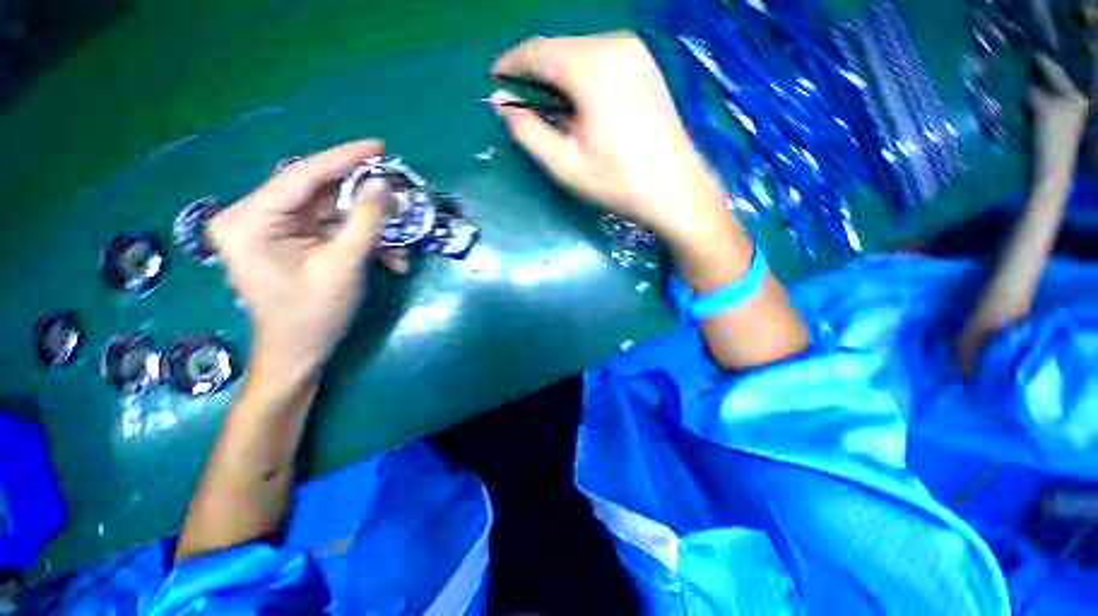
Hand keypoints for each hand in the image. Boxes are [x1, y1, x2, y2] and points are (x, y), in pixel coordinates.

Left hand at [210, 141, 406, 385]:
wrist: (297, 355)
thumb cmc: (313, 315)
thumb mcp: (344, 266)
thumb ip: (365, 222)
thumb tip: (385, 187)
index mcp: (250, 220)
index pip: (302, 176)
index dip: (344, 159)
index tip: (379, 146)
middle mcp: (254, 217)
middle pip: (316, 191)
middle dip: (362, 195)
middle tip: (396, 188)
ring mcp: (272, 229)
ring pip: (329, 212)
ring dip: (368, 226)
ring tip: (400, 242)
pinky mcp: (290, 241)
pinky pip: (330, 229)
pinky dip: (362, 240)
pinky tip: (389, 258)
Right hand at [491, 32, 727, 245]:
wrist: (674, 189)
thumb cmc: (617, 182)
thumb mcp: (564, 164)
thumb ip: (528, 131)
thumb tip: (502, 104)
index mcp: (590, 68)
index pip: (536, 52)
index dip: (510, 64)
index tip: (494, 80)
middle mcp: (613, 46)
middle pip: (558, 48)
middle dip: (534, 72)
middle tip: (521, 101)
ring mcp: (634, 51)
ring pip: (578, 52)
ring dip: (557, 75)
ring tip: (550, 107)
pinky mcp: (645, 64)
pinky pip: (600, 58)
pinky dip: (580, 75)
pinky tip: (580, 103)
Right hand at [1030, 54, 1088, 184]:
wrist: (1051, 172)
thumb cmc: (1050, 139)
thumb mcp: (1042, 110)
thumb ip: (1035, 94)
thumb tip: (1025, 88)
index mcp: (1074, 96)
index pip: (1055, 72)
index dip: (1041, 61)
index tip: (1027, 51)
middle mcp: (1072, 104)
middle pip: (1052, 85)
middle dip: (1037, 77)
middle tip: (1022, 66)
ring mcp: (1064, 119)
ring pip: (1046, 97)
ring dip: (1033, 91)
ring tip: (1019, 84)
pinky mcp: (1053, 130)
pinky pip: (1041, 109)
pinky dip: (1032, 105)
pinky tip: (1022, 104)